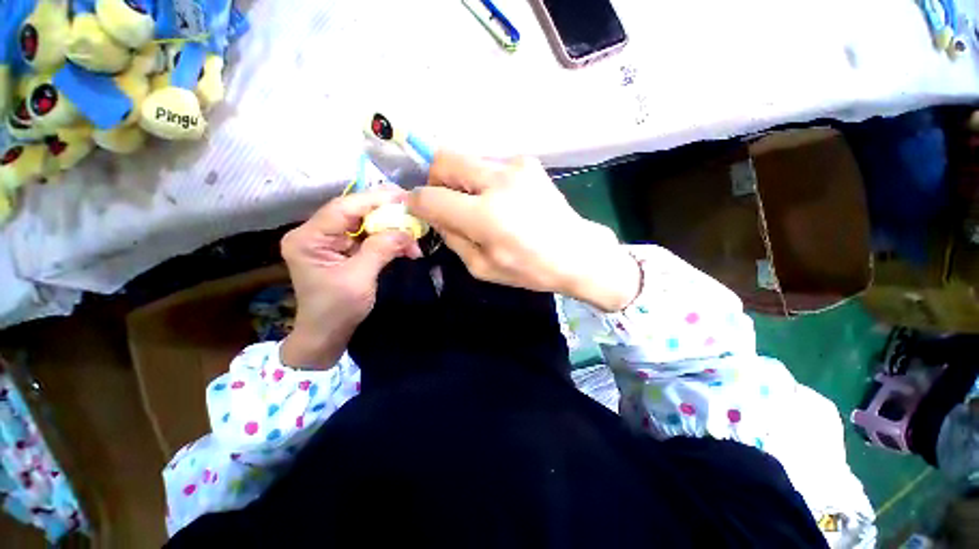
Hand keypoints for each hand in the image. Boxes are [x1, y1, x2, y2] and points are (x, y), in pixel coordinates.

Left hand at [280, 189, 422, 367]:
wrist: (326, 333)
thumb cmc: (337, 310)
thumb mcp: (360, 279)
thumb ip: (381, 249)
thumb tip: (406, 230)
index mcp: (309, 238)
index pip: (343, 208)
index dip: (375, 199)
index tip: (404, 197)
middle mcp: (316, 233)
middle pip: (355, 211)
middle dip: (387, 213)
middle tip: (413, 212)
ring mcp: (330, 240)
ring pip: (365, 223)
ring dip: (391, 228)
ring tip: (414, 236)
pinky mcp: (342, 248)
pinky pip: (368, 236)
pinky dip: (388, 240)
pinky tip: (406, 246)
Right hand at [407, 152, 640, 311]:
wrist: (576, 253)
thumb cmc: (529, 268)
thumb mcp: (482, 267)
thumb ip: (452, 238)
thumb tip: (435, 215)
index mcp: (485, 214)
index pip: (431, 196)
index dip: (417, 202)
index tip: (418, 209)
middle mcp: (498, 180)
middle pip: (444, 158)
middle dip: (436, 180)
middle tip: (446, 203)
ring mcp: (516, 165)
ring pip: (467, 160)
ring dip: (462, 182)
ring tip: (480, 207)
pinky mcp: (528, 163)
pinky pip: (490, 166)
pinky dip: (484, 181)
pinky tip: (502, 202)